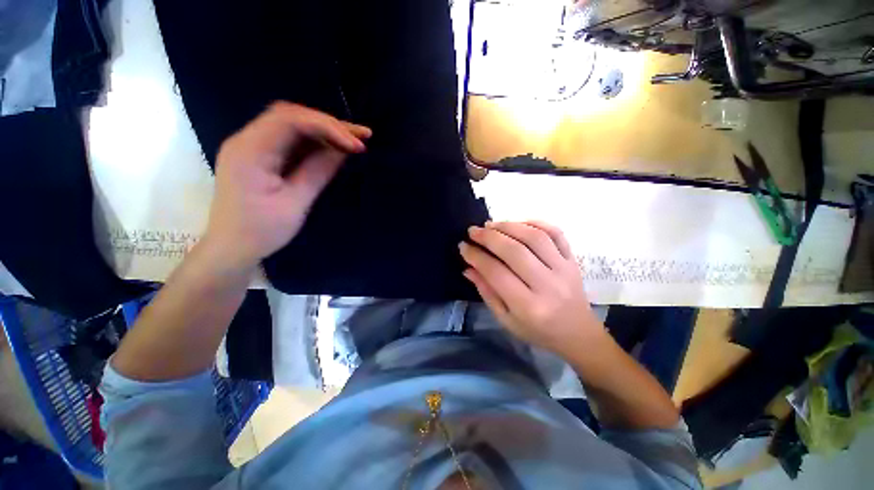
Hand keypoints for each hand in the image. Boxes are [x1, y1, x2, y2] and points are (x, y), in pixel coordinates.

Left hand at [203, 102, 371, 269]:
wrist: (231, 247)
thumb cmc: (261, 231)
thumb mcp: (295, 204)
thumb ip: (318, 172)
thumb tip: (344, 151)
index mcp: (250, 151)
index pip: (290, 120)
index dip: (328, 127)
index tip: (356, 145)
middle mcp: (247, 140)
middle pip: (291, 116)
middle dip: (329, 123)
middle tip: (361, 136)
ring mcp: (252, 146)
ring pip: (292, 125)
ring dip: (324, 130)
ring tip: (353, 140)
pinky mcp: (260, 156)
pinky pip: (289, 139)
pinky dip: (314, 141)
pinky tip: (333, 148)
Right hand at [459, 221, 603, 355]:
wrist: (577, 333)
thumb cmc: (537, 331)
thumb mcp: (506, 319)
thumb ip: (487, 292)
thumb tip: (468, 268)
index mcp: (528, 307)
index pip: (496, 273)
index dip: (476, 257)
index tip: (463, 246)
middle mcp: (548, 285)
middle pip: (515, 251)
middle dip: (489, 237)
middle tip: (473, 231)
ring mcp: (564, 269)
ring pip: (535, 237)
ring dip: (509, 226)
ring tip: (491, 225)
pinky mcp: (573, 260)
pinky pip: (556, 233)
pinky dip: (535, 223)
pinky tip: (518, 223)